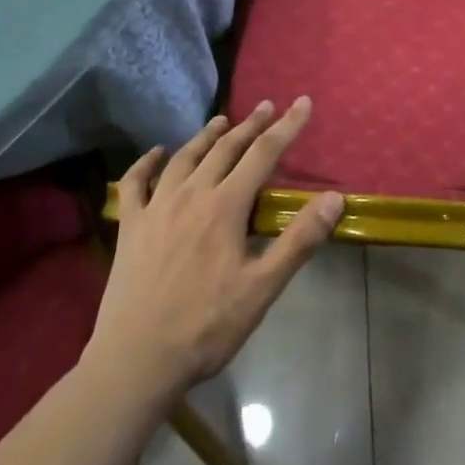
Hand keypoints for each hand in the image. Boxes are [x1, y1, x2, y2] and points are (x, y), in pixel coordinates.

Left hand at [87, 100, 343, 402]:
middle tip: (266, 107)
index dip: (286, 126)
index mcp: (225, 207)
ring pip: (184, 158)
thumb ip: (299, 240)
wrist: (136, 361)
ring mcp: (156, 208)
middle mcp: (191, 195)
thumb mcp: (262, 289)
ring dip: (206, 136)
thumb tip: (334, 197)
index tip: (302, 102)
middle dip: (250, 125)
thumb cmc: (206, 327)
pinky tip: (156, 153)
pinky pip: (135, 183)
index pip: (263, 154)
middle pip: (225, 149)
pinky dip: (146, 162)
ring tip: (222, 121)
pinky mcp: (130, 227)